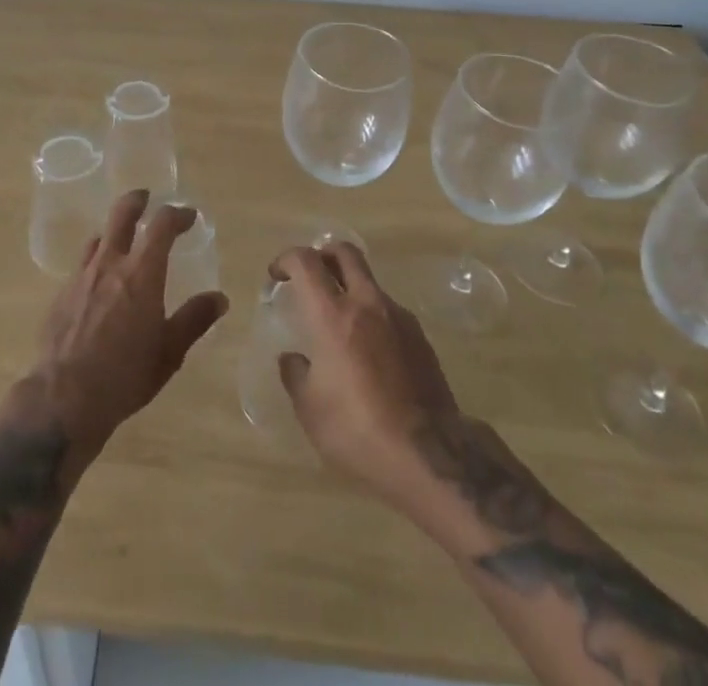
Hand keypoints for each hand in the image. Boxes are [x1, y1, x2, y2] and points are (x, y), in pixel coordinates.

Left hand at [27, 190, 228, 454]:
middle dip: (137, 201)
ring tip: (123, 243)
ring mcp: (81, 277)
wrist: (63, 399)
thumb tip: (219, 298)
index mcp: (141, 274)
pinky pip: (82, 265)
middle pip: (121, 214)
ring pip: (99, 238)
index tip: (189, 216)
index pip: (161, 225)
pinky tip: (99, 284)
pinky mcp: (61, 294)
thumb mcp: (169, 353)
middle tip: (146, 199)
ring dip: (114, 232)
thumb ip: (194, 320)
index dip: (177, 214)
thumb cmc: (125, 376)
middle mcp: (110, 264)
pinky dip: (96, 262)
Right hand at [269, 243, 460, 499]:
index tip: (277, 275)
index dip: (287, 258)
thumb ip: (296, 374)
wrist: (430, 455)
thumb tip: (292, 358)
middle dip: (323, 255)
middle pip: (345, 252)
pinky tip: (369, 352)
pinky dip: (372, 316)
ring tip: (340, 325)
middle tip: (310, 278)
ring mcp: (398, 317)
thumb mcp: (310, 410)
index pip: (306, 261)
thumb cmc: (358, 430)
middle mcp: (366, 304)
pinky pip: (388, 311)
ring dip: (350, 288)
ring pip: (369, 282)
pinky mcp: (421, 337)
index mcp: (332, 315)